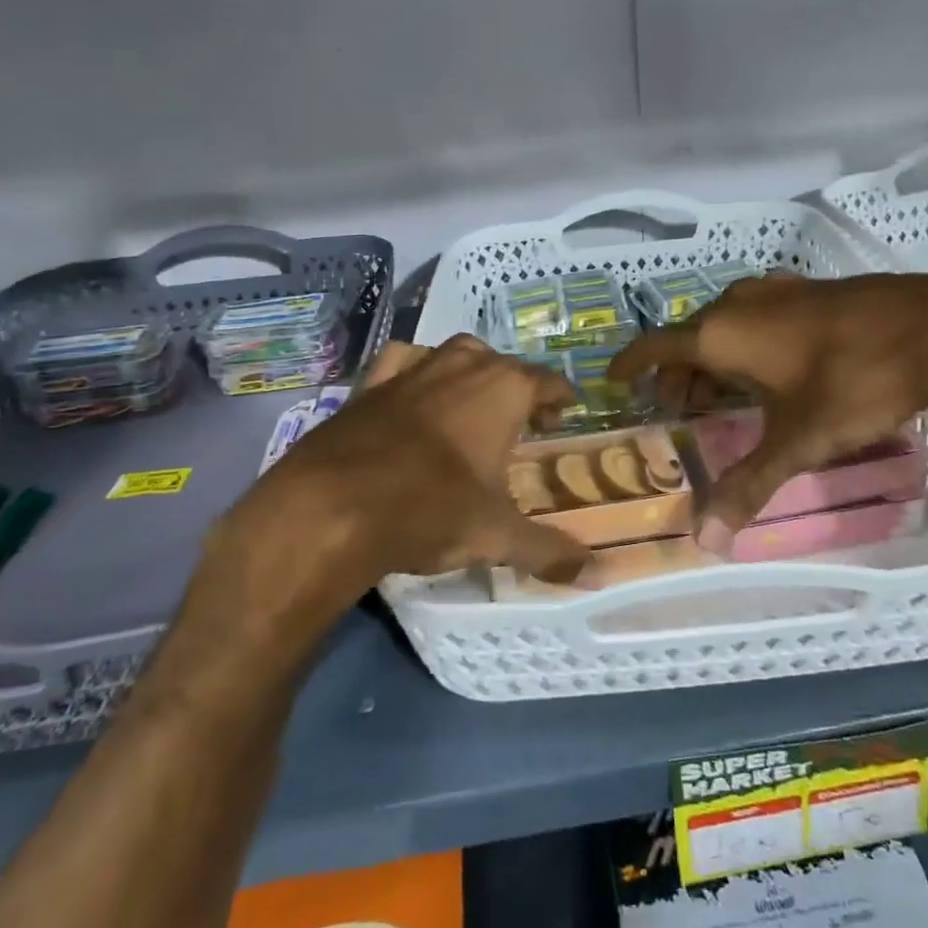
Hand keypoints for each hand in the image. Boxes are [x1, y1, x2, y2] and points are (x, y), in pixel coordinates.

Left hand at [215, 336, 590, 606]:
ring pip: (455, 353)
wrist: (330, 508)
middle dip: (518, 386)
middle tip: (522, 421)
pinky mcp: (370, 384)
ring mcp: (413, 369)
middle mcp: (462, 367)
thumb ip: (547, 551)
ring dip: (472, 371)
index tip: (564, 414)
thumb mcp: (495, 536)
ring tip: (474, 403)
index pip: (546, 381)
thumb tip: (596, 573)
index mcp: (503, 390)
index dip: (559, 398)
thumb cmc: (429, 510)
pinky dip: (416, 369)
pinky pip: (403, 361)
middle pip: (503, 363)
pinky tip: (414, 394)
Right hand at [608, 272, 927, 547]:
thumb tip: (704, 542)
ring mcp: (776, 290)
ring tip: (719, 392)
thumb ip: (747, 486)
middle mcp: (738, 303)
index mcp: (720, 334)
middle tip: (676, 406)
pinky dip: (745, 340)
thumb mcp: (797, 442)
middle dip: (676, 371)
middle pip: (689, 336)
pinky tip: (771, 364)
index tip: (613, 378)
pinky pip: (756, 315)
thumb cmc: (851, 382)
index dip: (631, 363)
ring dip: (712, 356)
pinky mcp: (809, 290)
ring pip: (724, 323)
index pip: (656, 346)